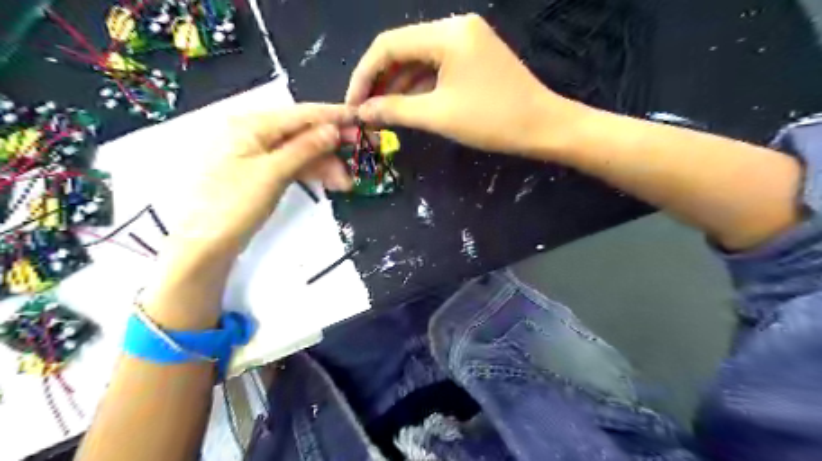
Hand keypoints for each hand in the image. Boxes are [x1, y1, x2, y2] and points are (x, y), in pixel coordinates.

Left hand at [173, 102, 352, 250]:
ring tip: (347, 182)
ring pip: (299, 151)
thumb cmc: (233, 205)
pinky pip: (291, 165)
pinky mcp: (259, 173)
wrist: (205, 246)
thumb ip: (305, 148)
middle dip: (332, 146)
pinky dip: (311, 173)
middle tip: (360, 157)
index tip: (361, 120)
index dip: (333, 116)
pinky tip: (330, 182)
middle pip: (302, 132)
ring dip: (325, 164)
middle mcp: (253, 133)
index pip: (301, 114)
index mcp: (250, 124)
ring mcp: (256, 154)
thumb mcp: (273, 173)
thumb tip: (333, 129)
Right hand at [345, 13, 586, 156]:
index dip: (365, 74)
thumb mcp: (438, 115)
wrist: (543, 127)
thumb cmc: (492, 120)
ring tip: (382, 113)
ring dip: (399, 85)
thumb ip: (395, 110)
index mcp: (447, 33)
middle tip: (365, 110)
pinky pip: (437, 68)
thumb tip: (361, 112)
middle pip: (403, 49)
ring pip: (419, 60)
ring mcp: (467, 41)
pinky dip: (419, 86)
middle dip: (381, 81)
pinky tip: (407, 106)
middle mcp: (455, 27)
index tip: (353, 103)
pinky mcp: (473, 57)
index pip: (389, 45)